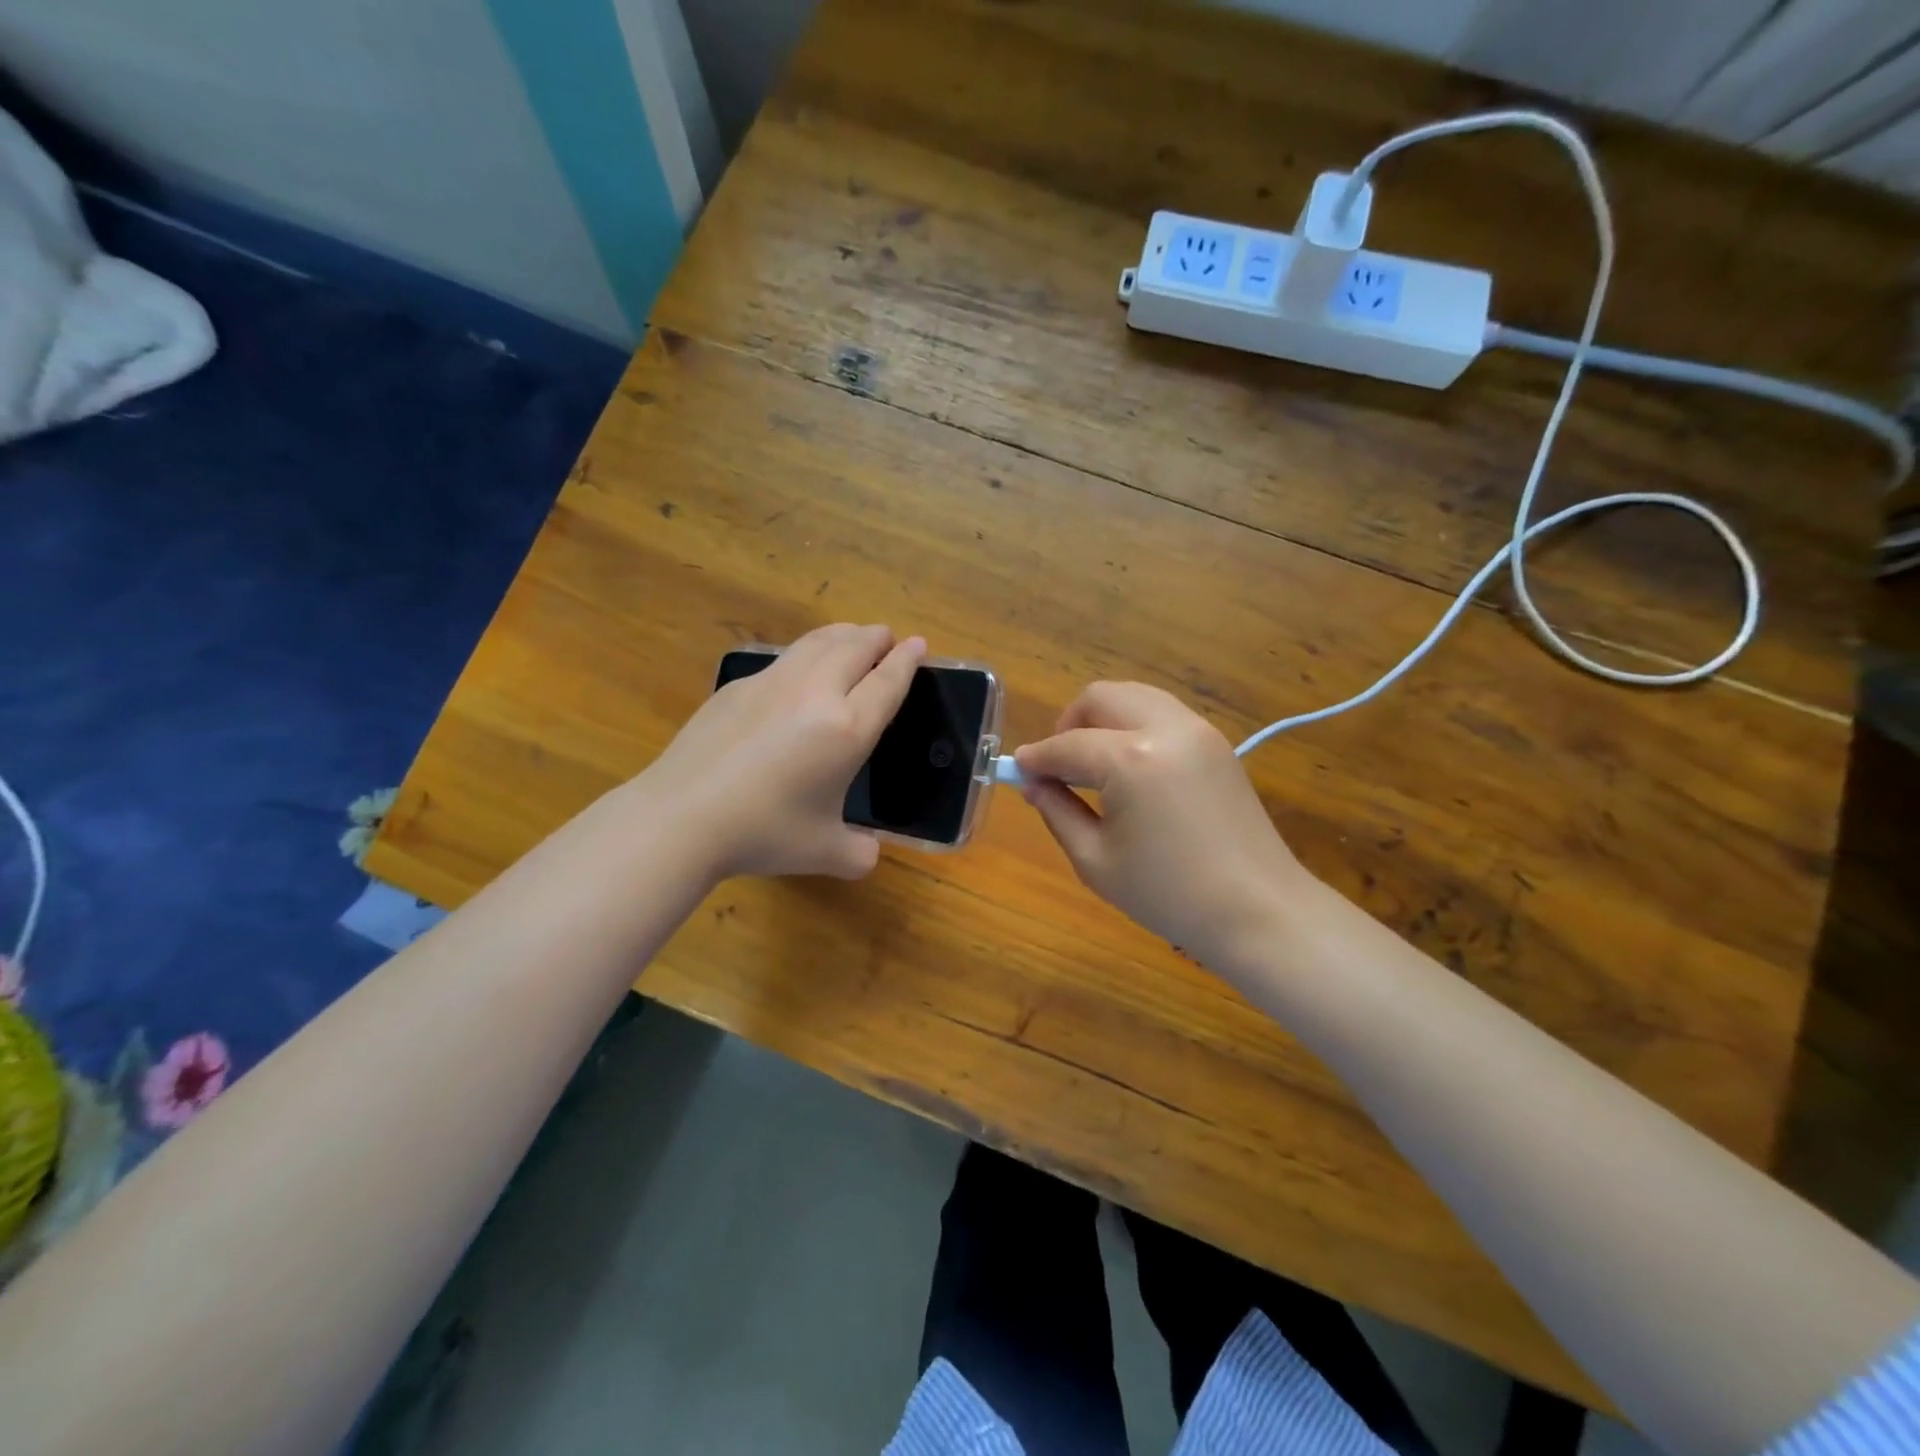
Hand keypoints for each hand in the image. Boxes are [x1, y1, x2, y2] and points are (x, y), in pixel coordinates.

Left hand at [648, 624, 925, 879]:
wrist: (683, 816)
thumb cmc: (764, 833)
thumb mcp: (824, 852)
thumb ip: (858, 853)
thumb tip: (867, 854)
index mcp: (847, 729)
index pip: (887, 682)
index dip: (907, 660)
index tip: (917, 643)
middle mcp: (815, 694)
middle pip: (855, 647)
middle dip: (876, 637)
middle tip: (886, 636)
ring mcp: (773, 683)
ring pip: (817, 642)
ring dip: (842, 634)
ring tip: (851, 636)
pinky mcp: (738, 686)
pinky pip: (784, 658)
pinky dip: (806, 653)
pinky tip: (799, 668)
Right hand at [1014, 682, 1312, 970]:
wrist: (1257, 911)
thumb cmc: (1168, 894)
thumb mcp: (1095, 860)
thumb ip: (1057, 811)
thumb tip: (1033, 784)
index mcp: (1130, 759)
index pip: (1066, 745)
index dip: (1036, 758)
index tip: (1017, 772)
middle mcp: (1165, 728)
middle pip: (1101, 697)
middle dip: (1069, 724)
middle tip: (1058, 766)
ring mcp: (1197, 730)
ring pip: (1134, 696)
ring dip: (1103, 719)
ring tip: (1092, 765)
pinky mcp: (1216, 742)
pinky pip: (1162, 714)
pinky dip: (1134, 725)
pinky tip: (1129, 769)